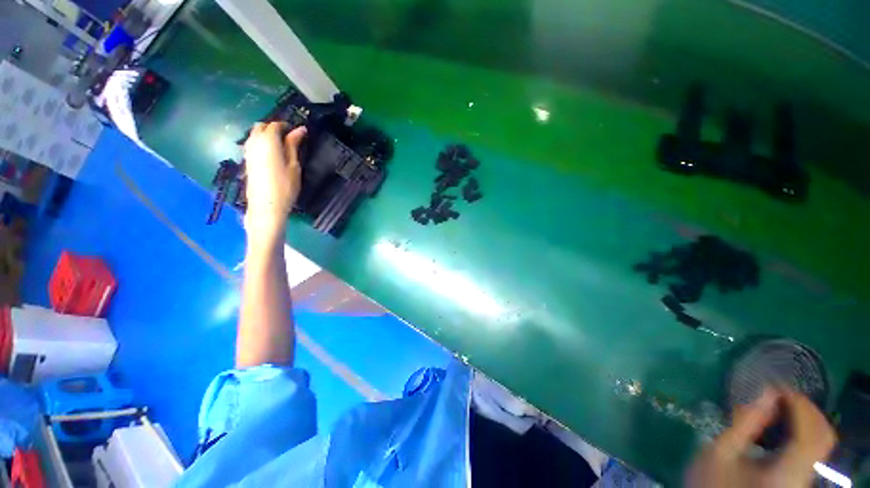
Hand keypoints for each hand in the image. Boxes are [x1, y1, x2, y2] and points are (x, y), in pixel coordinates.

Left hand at [242, 122, 306, 239]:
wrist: (267, 205)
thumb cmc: (285, 186)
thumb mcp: (294, 165)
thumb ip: (294, 145)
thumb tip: (300, 129)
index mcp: (268, 141)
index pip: (275, 125)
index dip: (286, 126)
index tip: (298, 132)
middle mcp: (254, 142)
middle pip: (261, 127)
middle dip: (274, 128)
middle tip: (289, 138)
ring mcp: (248, 151)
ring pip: (255, 135)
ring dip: (267, 135)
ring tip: (282, 146)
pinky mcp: (247, 160)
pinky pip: (253, 144)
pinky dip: (262, 143)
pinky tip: (272, 154)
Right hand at [685, 389, 835, 486]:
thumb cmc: (714, 480)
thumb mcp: (720, 451)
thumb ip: (744, 423)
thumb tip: (766, 391)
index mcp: (786, 474)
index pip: (811, 435)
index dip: (800, 406)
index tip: (779, 386)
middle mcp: (804, 478)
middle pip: (823, 438)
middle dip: (808, 410)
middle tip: (783, 393)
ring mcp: (805, 479)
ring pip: (821, 443)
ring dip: (807, 419)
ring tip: (784, 405)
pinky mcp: (799, 478)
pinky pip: (813, 450)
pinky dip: (804, 431)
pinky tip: (786, 425)